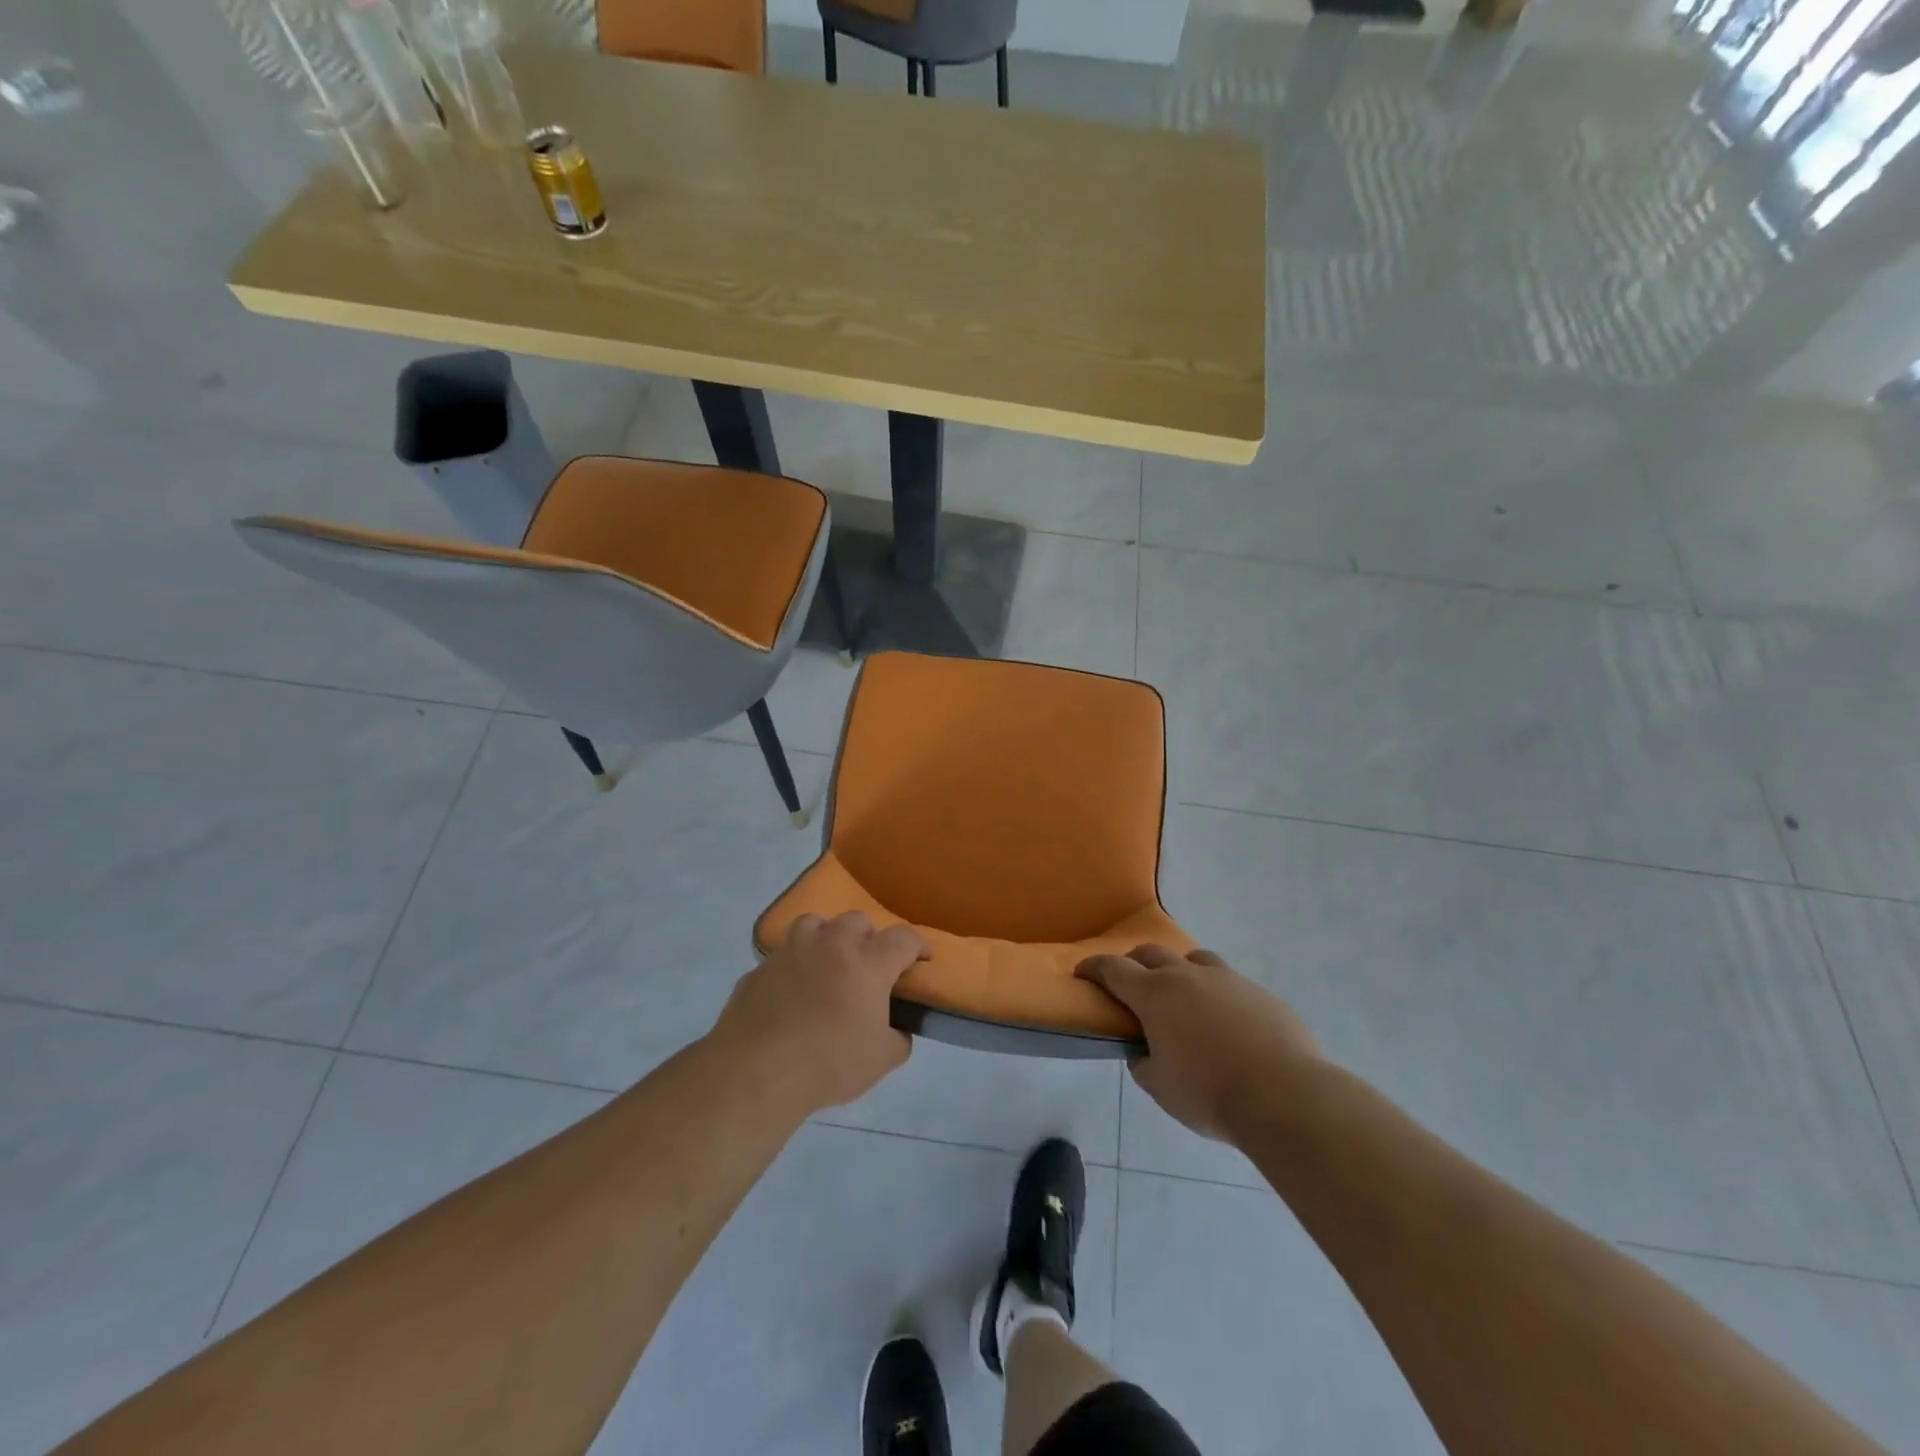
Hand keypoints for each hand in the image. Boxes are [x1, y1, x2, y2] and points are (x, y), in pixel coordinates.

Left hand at [713, 911, 929, 1112]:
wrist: (757, 1072)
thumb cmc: (830, 1062)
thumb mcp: (881, 1060)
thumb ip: (897, 1039)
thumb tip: (898, 1031)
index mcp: (868, 962)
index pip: (903, 938)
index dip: (918, 946)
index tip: (922, 959)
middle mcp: (831, 944)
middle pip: (857, 921)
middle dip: (869, 938)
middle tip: (870, 965)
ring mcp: (791, 952)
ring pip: (814, 924)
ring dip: (826, 938)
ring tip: (827, 964)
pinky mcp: (759, 969)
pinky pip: (782, 959)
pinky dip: (792, 969)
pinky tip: (790, 996)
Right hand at [1076, 944, 1320, 1144]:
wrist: (1285, 1095)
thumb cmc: (1209, 1092)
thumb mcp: (1160, 1087)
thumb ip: (1144, 1063)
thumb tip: (1145, 1052)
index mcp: (1155, 994)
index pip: (1113, 968)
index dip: (1094, 967)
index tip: (1082, 972)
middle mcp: (1187, 976)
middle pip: (1151, 953)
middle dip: (1134, 963)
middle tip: (1130, 984)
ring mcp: (1227, 979)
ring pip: (1193, 959)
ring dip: (1178, 970)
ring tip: (1182, 997)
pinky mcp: (1259, 993)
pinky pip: (1229, 983)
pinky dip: (1215, 993)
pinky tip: (1225, 1022)